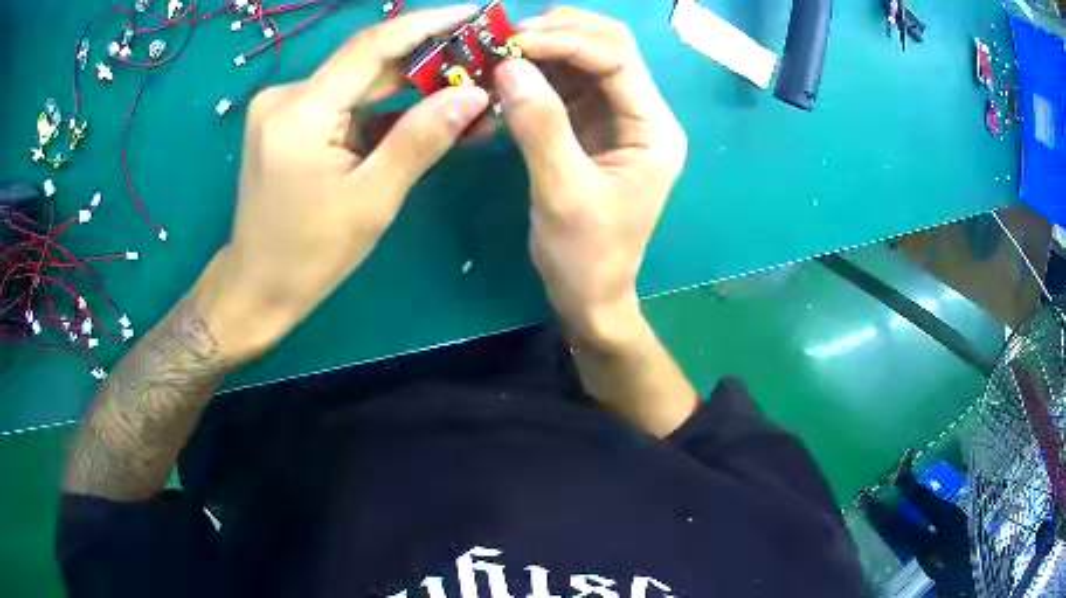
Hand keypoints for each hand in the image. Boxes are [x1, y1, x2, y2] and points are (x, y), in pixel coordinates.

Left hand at [199, 6, 489, 361]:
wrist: (256, 285)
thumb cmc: (309, 254)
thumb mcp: (372, 200)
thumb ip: (421, 139)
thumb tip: (474, 94)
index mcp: (302, 112)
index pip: (372, 46)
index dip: (426, 24)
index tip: (473, 13)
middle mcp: (286, 96)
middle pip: (365, 61)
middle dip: (424, 58)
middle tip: (477, 59)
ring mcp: (283, 107)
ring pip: (356, 81)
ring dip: (405, 84)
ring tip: (458, 86)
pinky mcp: (286, 121)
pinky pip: (342, 101)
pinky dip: (379, 106)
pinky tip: (417, 112)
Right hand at [494, 8, 687, 351]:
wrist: (589, 294)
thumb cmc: (587, 255)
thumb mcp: (563, 194)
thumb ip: (540, 126)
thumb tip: (509, 66)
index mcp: (653, 128)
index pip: (617, 58)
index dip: (567, 40)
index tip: (513, 44)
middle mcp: (640, 112)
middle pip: (608, 45)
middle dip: (558, 33)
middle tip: (504, 39)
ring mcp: (615, 116)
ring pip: (584, 58)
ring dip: (543, 47)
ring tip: (498, 51)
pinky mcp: (588, 125)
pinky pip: (563, 82)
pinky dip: (535, 71)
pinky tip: (506, 74)